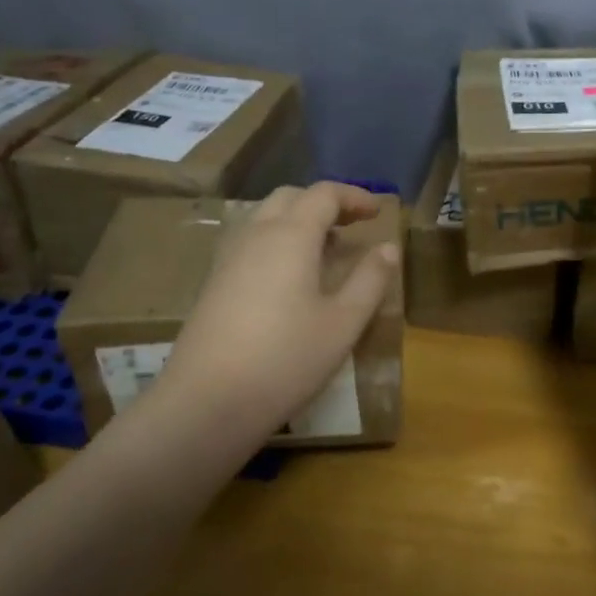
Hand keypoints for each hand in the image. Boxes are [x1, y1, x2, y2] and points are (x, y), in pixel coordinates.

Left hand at [152, 183, 399, 438]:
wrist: (206, 401)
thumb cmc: (285, 360)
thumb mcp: (343, 323)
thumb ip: (370, 280)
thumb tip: (388, 248)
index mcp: (290, 236)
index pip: (324, 194)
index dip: (354, 196)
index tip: (378, 211)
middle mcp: (256, 235)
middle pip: (290, 197)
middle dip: (324, 202)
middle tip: (353, 224)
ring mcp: (229, 258)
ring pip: (265, 217)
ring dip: (298, 220)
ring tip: (326, 249)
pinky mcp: (214, 283)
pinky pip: (251, 242)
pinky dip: (278, 241)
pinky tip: (291, 277)